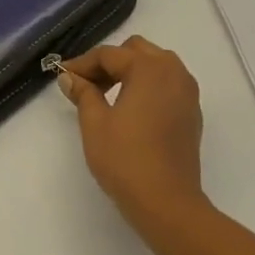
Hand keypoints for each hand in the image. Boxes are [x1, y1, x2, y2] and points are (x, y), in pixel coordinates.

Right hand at [58, 37, 208, 238]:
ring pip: (155, 65)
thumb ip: (83, 93)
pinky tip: (130, 110)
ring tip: (106, 96)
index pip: (109, 55)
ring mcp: (187, 92)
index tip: (62, 76)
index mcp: (149, 68)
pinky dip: (147, 87)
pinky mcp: (192, 112)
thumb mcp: (94, 123)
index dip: (82, 64)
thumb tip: (70, 78)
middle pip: (136, 51)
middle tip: (86, 85)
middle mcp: (173, 72)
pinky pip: (167, 84)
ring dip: (130, 72)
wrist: (167, 203)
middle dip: (109, 63)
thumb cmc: (126, 159)